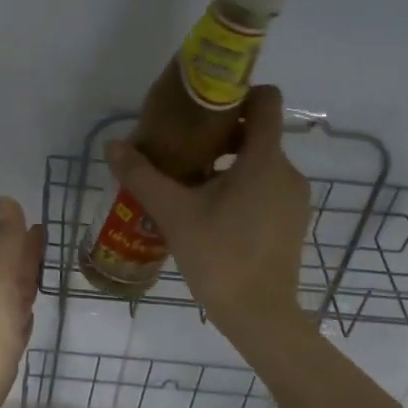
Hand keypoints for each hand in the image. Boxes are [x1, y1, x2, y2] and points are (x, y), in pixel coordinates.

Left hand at [0, 196, 44, 407]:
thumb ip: (4, 246)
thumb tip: (6, 200)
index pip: (12, 255)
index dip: (24, 239)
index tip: (40, 223)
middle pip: (12, 274)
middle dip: (26, 257)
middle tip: (44, 241)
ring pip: (14, 299)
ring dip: (26, 284)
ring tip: (40, 273)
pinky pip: (15, 328)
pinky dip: (23, 317)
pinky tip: (26, 319)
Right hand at [107, 84, 310, 344]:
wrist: (259, 314)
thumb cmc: (218, 256)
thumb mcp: (173, 213)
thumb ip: (142, 175)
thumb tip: (113, 145)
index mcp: (264, 159)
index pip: (265, 101)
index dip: (238, 93)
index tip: (204, 105)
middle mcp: (287, 171)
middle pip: (258, 134)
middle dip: (222, 135)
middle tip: (183, 149)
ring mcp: (294, 199)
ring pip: (261, 164)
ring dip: (229, 164)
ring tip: (192, 184)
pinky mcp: (292, 221)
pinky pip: (267, 188)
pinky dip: (243, 187)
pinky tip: (213, 212)